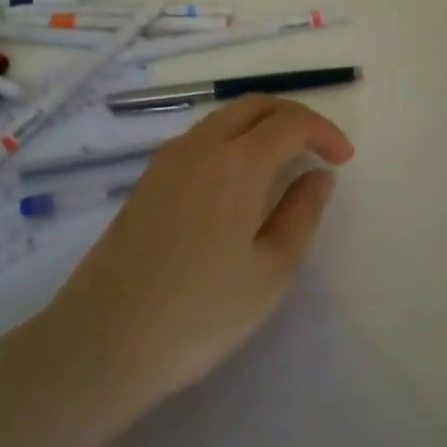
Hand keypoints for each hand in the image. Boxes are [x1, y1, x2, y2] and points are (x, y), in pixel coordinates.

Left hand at [43, 96, 353, 403]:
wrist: (102, 341)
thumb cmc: (200, 312)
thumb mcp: (271, 271)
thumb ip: (302, 213)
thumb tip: (317, 175)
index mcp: (237, 162)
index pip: (291, 122)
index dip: (324, 132)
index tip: (343, 160)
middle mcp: (200, 145)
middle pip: (255, 105)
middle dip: (294, 118)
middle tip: (319, 149)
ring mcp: (167, 160)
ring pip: (225, 118)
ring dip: (261, 127)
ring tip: (284, 164)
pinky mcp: (147, 179)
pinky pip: (201, 139)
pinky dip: (233, 141)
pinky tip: (239, 182)